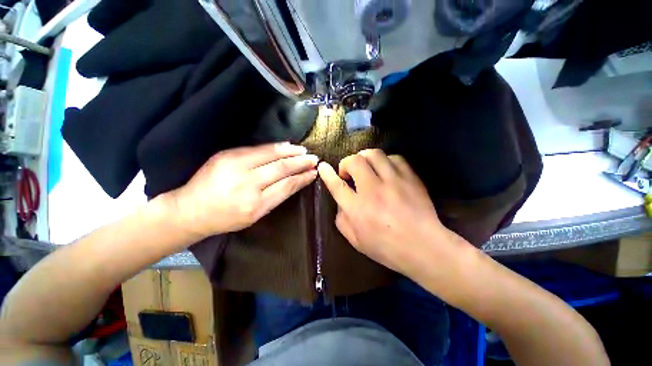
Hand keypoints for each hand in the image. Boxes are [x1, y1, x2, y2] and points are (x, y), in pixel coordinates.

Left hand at [165, 143, 317, 238]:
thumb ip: (276, 197)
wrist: (190, 209)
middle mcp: (247, 184)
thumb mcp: (255, 216)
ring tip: (303, 151)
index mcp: (255, 204)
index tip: (314, 173)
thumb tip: (294, 180)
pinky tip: (285, 146)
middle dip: (300, 162)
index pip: (286, 185)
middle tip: (314, 159)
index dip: (302, 178)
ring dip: (290, 152)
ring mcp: (235, 166)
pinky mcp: (227, 155)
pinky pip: (257, 148)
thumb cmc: (226, 218)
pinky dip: (274, 147)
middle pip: (281, 168)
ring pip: (271, 155)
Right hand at [318, 149, 465, 275]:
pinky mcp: (410, 178)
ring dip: (365, 159)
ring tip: (367, 169)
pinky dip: (386, 162)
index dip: (327, 173)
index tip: (323, 166)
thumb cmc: (387, 248)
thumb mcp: (356, 241)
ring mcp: (393, 181)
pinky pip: (394, 158)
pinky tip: (386, 172)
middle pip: (355, 161)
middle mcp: (372, 190)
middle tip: (350, 174)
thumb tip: (340, 203)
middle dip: (347, 163)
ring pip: (373, 154)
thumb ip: (342, 220)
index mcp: (357, 208)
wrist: (425, 248)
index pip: (337, 185)